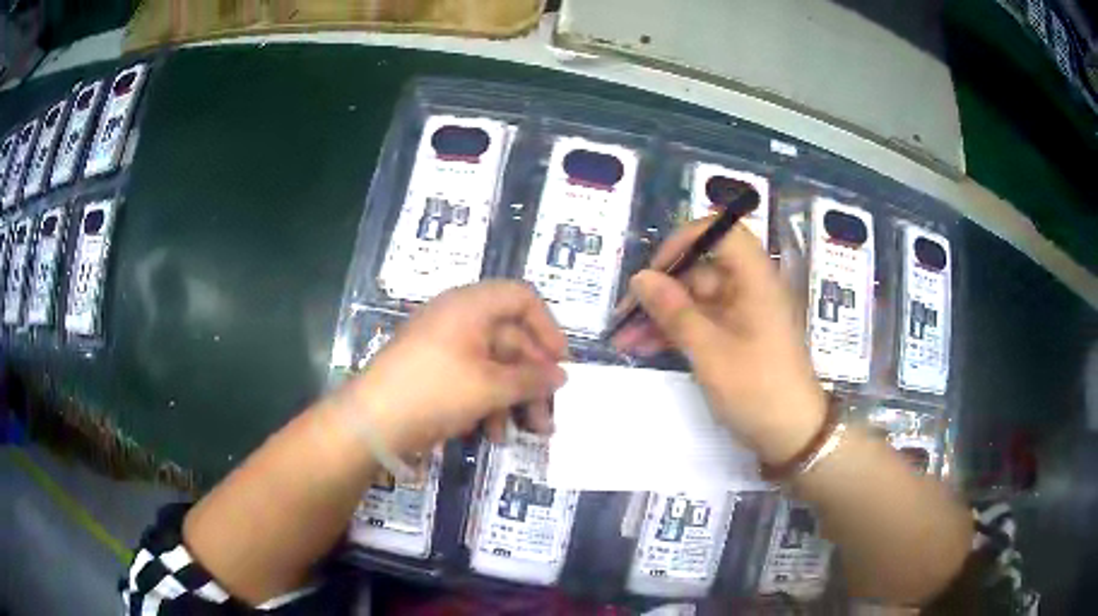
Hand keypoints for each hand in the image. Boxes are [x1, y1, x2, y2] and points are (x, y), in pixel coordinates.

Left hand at [336, 281, 568, 455]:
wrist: (371, 422)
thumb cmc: (434, 392)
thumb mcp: (490, 387)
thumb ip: (531, 380)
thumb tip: (561, 376)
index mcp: (470, 306)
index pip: (522, 298)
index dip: (547, 327)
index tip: (561, 364)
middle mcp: (458, 319)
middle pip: (511, 339)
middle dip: (533, 379)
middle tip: (549, 415)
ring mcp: (444, 347)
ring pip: (493, 365)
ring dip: (513, 399)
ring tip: (527, 433)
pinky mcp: (434, 373)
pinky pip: (472, 380)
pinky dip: (487, 404)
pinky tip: (490, 434)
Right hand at [612, 219, 825, 464]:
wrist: (791, 436)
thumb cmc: (757, 389)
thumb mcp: (710, 352)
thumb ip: (674, 311)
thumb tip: (640, 278)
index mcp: (754, 278)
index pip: (720, 232)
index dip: (684, 242)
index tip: (655, 271)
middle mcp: (748, 288)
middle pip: (700, 270)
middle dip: (660, 290)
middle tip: (625, 316)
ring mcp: (741, 314)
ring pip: (694, 300)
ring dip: (661, 316)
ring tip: (624, 339)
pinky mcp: (735, 337)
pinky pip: (700, 322)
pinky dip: (674, 332)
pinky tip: (644, 347)